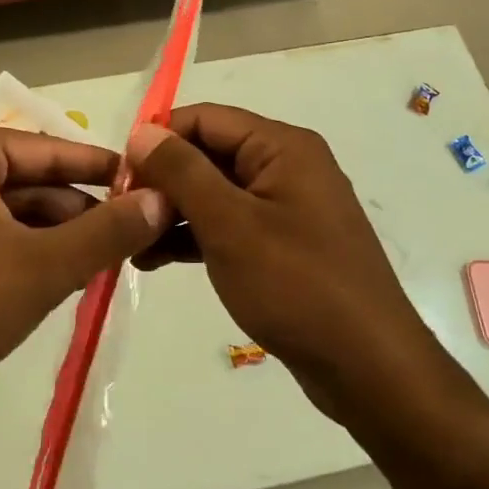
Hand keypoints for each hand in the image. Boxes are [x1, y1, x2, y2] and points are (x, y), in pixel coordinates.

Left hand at [0, 122, 168, 402]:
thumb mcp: (43, 267)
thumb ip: (107, 232)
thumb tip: (160, 201)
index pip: (46, 149)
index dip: (99, 167)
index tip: (141, 181)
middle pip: (21, 178)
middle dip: (71, 210)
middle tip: (121, 234)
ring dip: (43, 232)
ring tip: (90, 260)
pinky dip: (10, 244)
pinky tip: (42, 273)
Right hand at [125, 105, 427, 411]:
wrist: (370, 369)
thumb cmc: (297, 286)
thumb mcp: (230, 224)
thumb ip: (182, 171)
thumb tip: (142, 131)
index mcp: (281, 147)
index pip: (204, 118)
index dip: (158, 139)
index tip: (118, 175)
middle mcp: (285, 166)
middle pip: (208, 154)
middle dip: (162, 180)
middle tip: (120, 215)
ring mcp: (285, 207)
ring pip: (214, 192)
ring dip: (171, 212)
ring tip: (130, 244)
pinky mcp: (282, 245)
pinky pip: (228, 225)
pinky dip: (194, 236)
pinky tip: (156, 259)